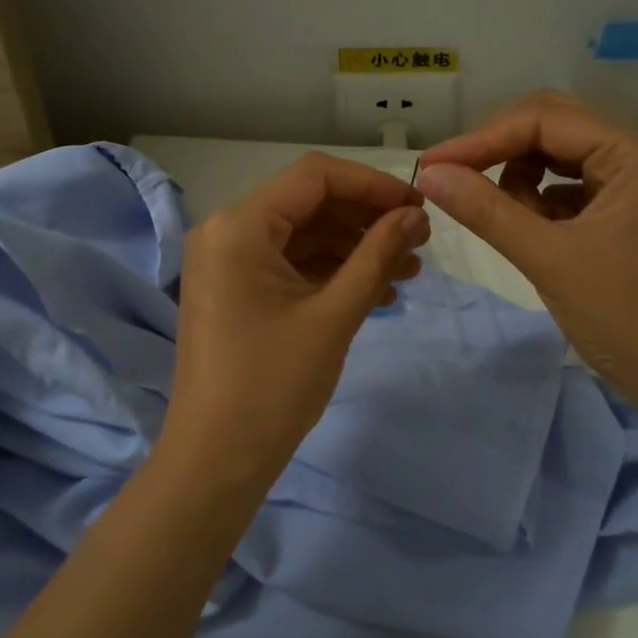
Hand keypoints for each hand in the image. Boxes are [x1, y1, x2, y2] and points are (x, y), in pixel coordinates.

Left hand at [163, 153, 429, 487]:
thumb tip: (414, 215)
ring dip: (354, 250)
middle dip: (366, 221)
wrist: (217, 460)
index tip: (419, 206)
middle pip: (309, 204)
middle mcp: (226, 231)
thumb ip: (377, 256)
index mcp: (239, 226)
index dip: (372, 185)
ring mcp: (227, 263)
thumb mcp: (334, 315)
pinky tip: (376, 294)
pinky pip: (289, 266)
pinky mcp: (235, 291)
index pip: (314, 176)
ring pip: (303, 237)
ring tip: (408, 273)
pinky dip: (331, 274)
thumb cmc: (273, 385)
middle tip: (419, 242)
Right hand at [417, 91, 637, 419]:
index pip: (542, 120)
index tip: (431, 167)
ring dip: (521, 180)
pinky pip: (574, 189)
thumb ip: (486, 210)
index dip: (481, 140)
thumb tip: (429, 173)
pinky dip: (543, 204)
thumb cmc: (629, 318)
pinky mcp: (632, 214)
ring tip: (503, 221)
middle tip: (453, 181)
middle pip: (553, 128)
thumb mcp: (549, 259)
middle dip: (499, 152)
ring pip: (561, 158)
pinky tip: (530, 234)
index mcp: (633, 152)